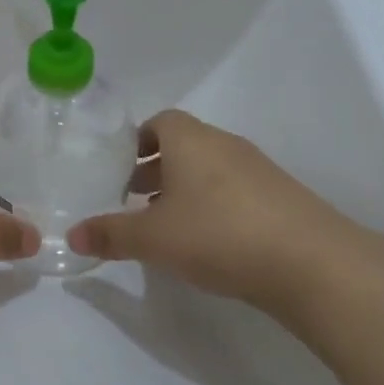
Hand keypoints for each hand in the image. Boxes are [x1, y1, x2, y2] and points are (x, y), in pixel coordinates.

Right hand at [67, 109, 383, 314]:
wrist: (312, 263)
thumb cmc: (218, 234)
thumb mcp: (153, 238)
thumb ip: (111, 235)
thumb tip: (72, 237)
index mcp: (191, 140)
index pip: (159, 121)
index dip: (136, 140)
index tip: (118, 168)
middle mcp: (225, 145)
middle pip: (183, 145)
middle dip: (154, 168)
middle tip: (131, 198)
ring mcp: (259, 170)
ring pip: (209, 169)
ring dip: (183, 189)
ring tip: (165, 224)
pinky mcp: (281, 198)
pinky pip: (234, 191)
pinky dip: (213, 206)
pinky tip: (207, 242)